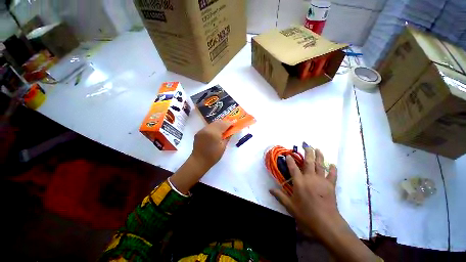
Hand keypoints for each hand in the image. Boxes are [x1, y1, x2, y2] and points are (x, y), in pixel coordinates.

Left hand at [190, 120, 231, 170]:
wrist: (199, 161)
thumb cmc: (213, 155)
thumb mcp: (223, 146)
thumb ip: (227, 137)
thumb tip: (231, 131)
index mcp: (214, 133)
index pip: (224, 124)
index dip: (230, 123)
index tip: (234, 124)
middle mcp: (207, 129)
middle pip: (218, 121)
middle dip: (224, 123)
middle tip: (229, 126)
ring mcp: (202, 130)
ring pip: (213, 123)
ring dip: (219, 124)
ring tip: (223, 129)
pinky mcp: (199, 132)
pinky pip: (208, 127)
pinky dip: (213, 127)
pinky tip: (215, 132)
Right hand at [270, 147, 378, 261]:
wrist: (327, 224)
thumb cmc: (306, 214)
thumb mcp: (290, 206)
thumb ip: (280, 196)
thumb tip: (270, 189)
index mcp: (299, 182)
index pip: (293, 167)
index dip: (290, 160)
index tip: (288, 154)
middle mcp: (310, 178)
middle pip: (308, 162)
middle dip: (307, 152)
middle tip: (306, 145)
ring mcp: (321, 181)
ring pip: (320, 165)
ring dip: (319, 156)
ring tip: (318, 149)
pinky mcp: (331, 186)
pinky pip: (332, 175)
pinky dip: (333, 169)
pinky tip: (333, 164)